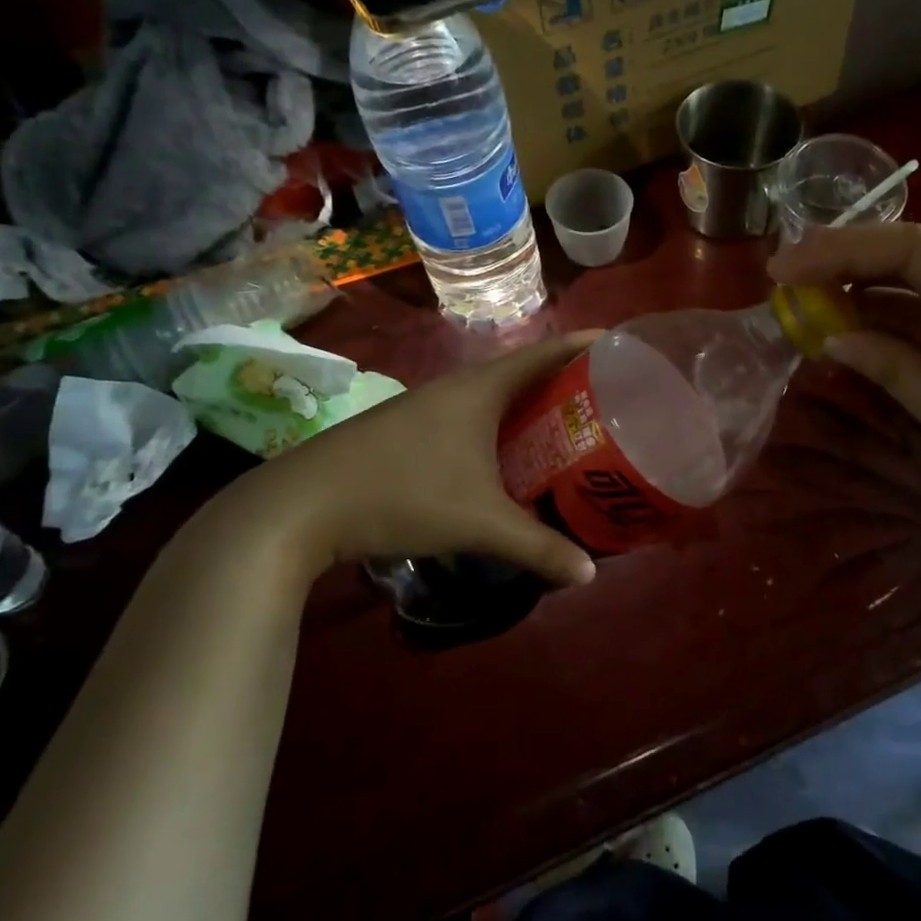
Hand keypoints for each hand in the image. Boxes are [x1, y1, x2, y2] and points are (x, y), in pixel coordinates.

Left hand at [199, 332, 601, 588]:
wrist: (299, 507)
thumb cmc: (400, 495)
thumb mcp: (477, 523)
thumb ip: (537, 546)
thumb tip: (589, 576)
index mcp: (479, 389)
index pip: (544, 353)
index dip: (584, 345)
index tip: (621, 345)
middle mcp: (454, 388)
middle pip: (522, 373)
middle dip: (564, 382)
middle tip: (607, 400)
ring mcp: (425, 408)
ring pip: (493, 398)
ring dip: (529, 408)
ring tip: (568, 428)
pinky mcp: (406, 431)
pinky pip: (470, 418)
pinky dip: (499, 428)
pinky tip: (508, 459)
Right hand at [769, 224, 920, 551]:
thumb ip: (891, 365)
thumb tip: (831, 336)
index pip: (911, 247)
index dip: (840, 250)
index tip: (782, 267)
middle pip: (917, 259)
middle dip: (848, 265)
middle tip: (786, 279)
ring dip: (869, 295)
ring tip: (809, 304)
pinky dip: (897, 324)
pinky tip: (856, 329)